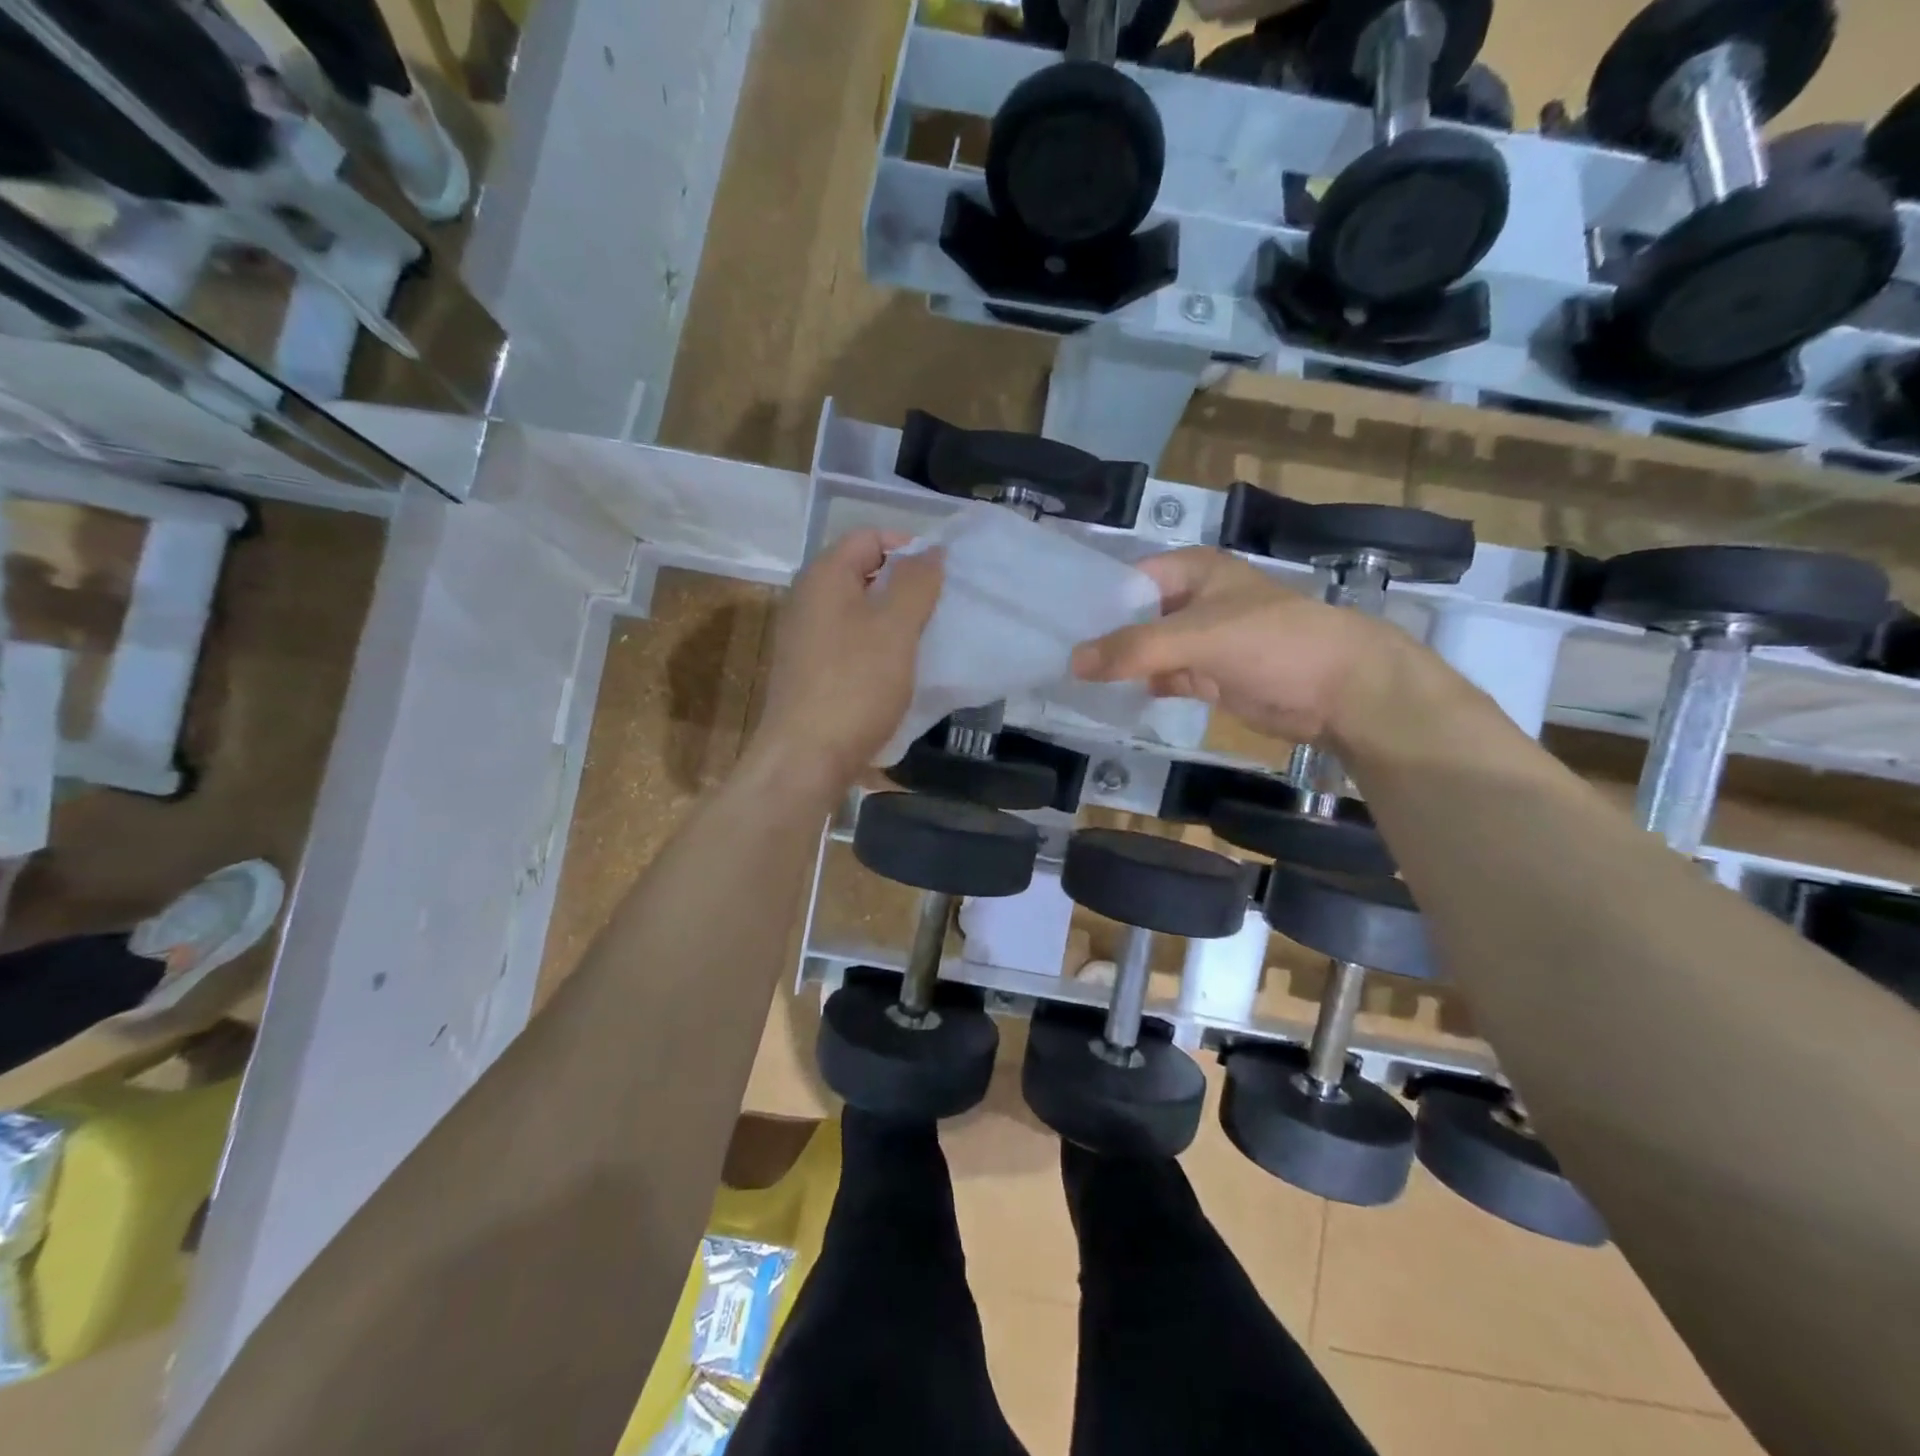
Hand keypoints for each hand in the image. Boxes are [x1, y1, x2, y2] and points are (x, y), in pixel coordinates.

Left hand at [749, 529, 943, 794]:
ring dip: (891, 620)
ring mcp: (803, 637)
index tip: (940, 579)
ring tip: (922, 642)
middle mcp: (806, 599)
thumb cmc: (855, 686)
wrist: (805, 758)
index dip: (908, 548)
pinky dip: (874, 647)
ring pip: (856, 611)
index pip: (869, 537)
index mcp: (824, 577)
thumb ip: (916, 583)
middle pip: (861, 572)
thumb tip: (929, 551)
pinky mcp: (807, 671)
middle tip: (937, 611)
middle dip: (903, 585)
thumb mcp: (895, 628)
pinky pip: (848, 642)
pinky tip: (895, 672)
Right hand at [1071, 547, 1406, 742]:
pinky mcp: (1210, 676)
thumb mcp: (1198, 636)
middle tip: (1052, 660)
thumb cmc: (1273, 642)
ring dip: (1119, 666)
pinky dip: (1142, 687)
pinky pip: (1165, 678)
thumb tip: (1073, 662)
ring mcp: (1202, 640)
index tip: (1052, 625)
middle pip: (1134, 616)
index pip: (1128, 579)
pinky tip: (1110, 699)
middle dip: (1101, 637)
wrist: (1341, 690)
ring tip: (1069, 683)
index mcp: (1193, 571)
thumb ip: (1135, 648)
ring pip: (1148, 650)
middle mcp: (1193, 600)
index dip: (1093, 601)